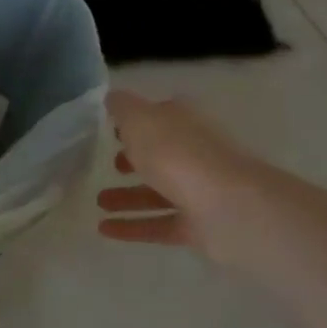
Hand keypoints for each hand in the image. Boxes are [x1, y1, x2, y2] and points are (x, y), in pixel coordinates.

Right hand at [96, 92, 264, 259]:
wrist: (228, 207)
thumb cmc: (177, 154)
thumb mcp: (140, 118)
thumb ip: (123, 107)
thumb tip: (113, 98)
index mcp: (185, 123)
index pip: (160, 116)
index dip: (136, 121)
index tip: (111, 130)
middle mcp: (195, 153)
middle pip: (162, 154)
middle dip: (135, 159)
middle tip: (109, 165)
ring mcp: (200, 191)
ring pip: (158, 192)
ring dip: (127, 196)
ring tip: (98, 202)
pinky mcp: (199, 226)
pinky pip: (159, 225)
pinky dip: (132, 227)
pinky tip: (104, 229)